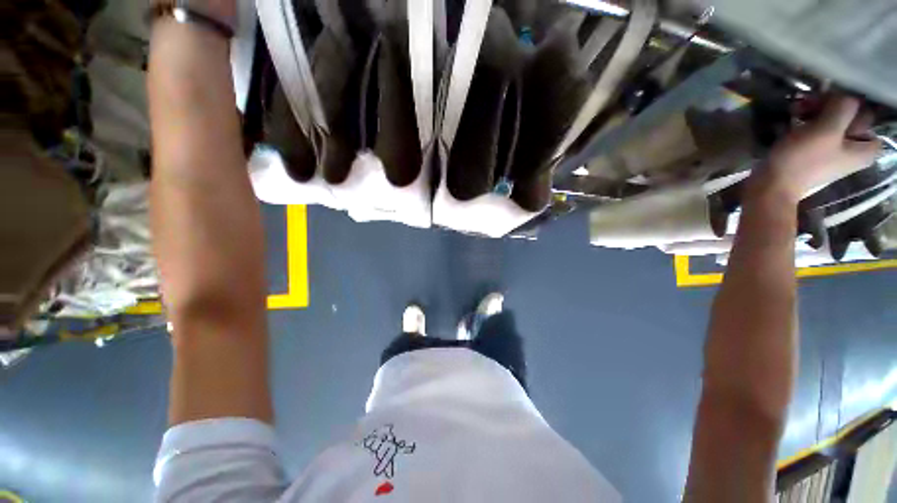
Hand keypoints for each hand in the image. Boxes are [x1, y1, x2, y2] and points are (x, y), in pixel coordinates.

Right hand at [759, 95, 880, 202]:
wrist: (772, 185)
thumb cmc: (803, 159)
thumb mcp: (827, 129)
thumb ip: (843, 107)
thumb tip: (843, 94)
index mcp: (865, 149)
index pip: (866, 115)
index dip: (849, 104)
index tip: (828, 101)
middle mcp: (854, 150)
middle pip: (848, 117)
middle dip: (829, 107)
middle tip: (808, 103)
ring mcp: (833, 152)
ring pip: (831, 122)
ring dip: (814, 112)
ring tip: (796, 109)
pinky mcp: (815, 153)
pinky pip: (817, 130)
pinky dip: (806, 122)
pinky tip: (793, 118)